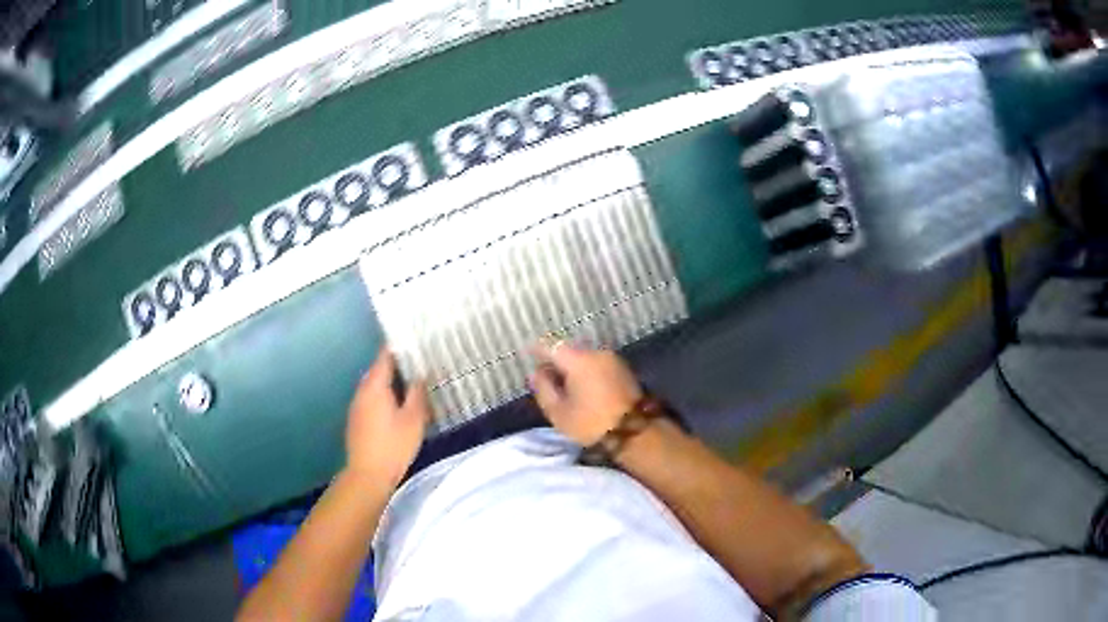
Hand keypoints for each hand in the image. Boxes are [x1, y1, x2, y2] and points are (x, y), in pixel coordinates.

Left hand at [345, 348, 429, 486]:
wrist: (368, 475)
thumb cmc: (393, 445)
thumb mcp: (413, 419)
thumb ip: (417, 394)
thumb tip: (419, 376)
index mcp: (374, 386)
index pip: (384, 357)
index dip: (398, 348)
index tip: (412, 342)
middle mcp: (362, 391)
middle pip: (378, 371)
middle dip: (395, 366)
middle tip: (417, 365)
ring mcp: (356, 407)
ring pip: (374, 387)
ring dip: (389, 384)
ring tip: (410, 386)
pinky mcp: (356, 421)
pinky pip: (371, 400)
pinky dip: (383, 397)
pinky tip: (396, 408)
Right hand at [529, 341, 643, 445]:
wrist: (636, 433)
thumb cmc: (591, 424)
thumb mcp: (559, 412)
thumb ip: (543, 389)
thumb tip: (535, 373)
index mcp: (578, 360)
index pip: (551, 346)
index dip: (537, 350)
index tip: (527, 355)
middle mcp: (596, 353)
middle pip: (569, 350)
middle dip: (555, 360)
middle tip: (543, 374)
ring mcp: (613, 360)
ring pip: (584, 357)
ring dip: (572, 366)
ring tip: (562, 383)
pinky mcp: (623, 369)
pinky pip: (597, 364)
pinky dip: (586, 371)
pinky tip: (581, 386)